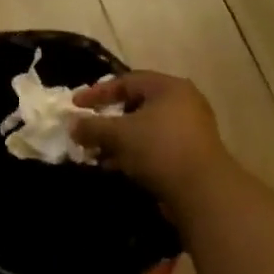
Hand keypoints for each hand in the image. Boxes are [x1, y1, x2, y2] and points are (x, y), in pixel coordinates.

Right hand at [71, 72, 236, 208]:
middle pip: (136, 104)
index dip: (97, 92)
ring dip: (119, 140)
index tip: (75, 106)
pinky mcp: (191, 154)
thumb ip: (92, 126)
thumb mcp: (118, 134)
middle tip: (87, 130)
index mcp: (168, 87)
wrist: (203, 191)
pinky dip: (134, 152)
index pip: (126, 81)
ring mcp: (190, 129)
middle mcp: (183, 102)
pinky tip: (116, 167)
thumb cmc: (159, 149)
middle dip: (108, 119)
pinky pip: (155, 146)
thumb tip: (71, 124)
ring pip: (145, 128)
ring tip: (97, 153)